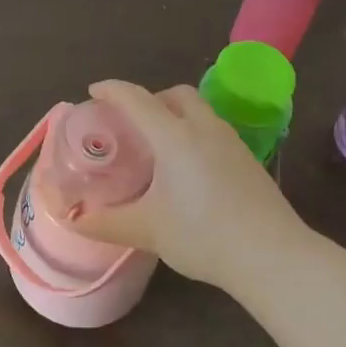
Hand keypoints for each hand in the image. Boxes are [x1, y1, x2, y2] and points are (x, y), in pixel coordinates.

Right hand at [68, 80, 311, 289]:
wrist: (272, 255)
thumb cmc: (204, 235)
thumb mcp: (148, 230)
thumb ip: (106, 222)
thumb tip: (73, 219)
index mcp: (174, 136)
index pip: (137, 99)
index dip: (112, 90)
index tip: (94, 91)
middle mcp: (204, 128)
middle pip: (176, 94)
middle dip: (150, 99)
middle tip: (131, 122)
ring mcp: (231, 142)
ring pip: (199, 111)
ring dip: (176, 115)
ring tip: (159, 146)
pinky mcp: (248, 160)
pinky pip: (214, 130)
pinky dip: (194, 133)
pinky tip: (190, 169)